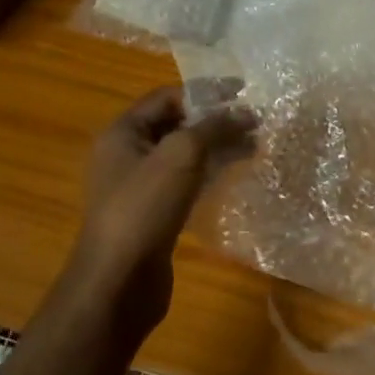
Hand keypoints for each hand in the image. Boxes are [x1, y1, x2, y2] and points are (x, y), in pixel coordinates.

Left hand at [66, 86, 255, 331]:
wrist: (119, 282)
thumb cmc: (144, 208)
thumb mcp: (181, 156)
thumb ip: (214, 127)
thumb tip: (246, 112)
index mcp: (123, 132)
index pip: (168, 97)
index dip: (205, 92)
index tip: (244, 93)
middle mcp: (126, 154)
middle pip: (176, 125)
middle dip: (215, 120)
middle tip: (256, 122)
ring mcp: (138, 186)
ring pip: (183, 155)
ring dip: (216, 146)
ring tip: (254, 146)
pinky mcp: (153, 213)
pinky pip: (184, 182)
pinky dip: (208, 173)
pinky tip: (233, 174)